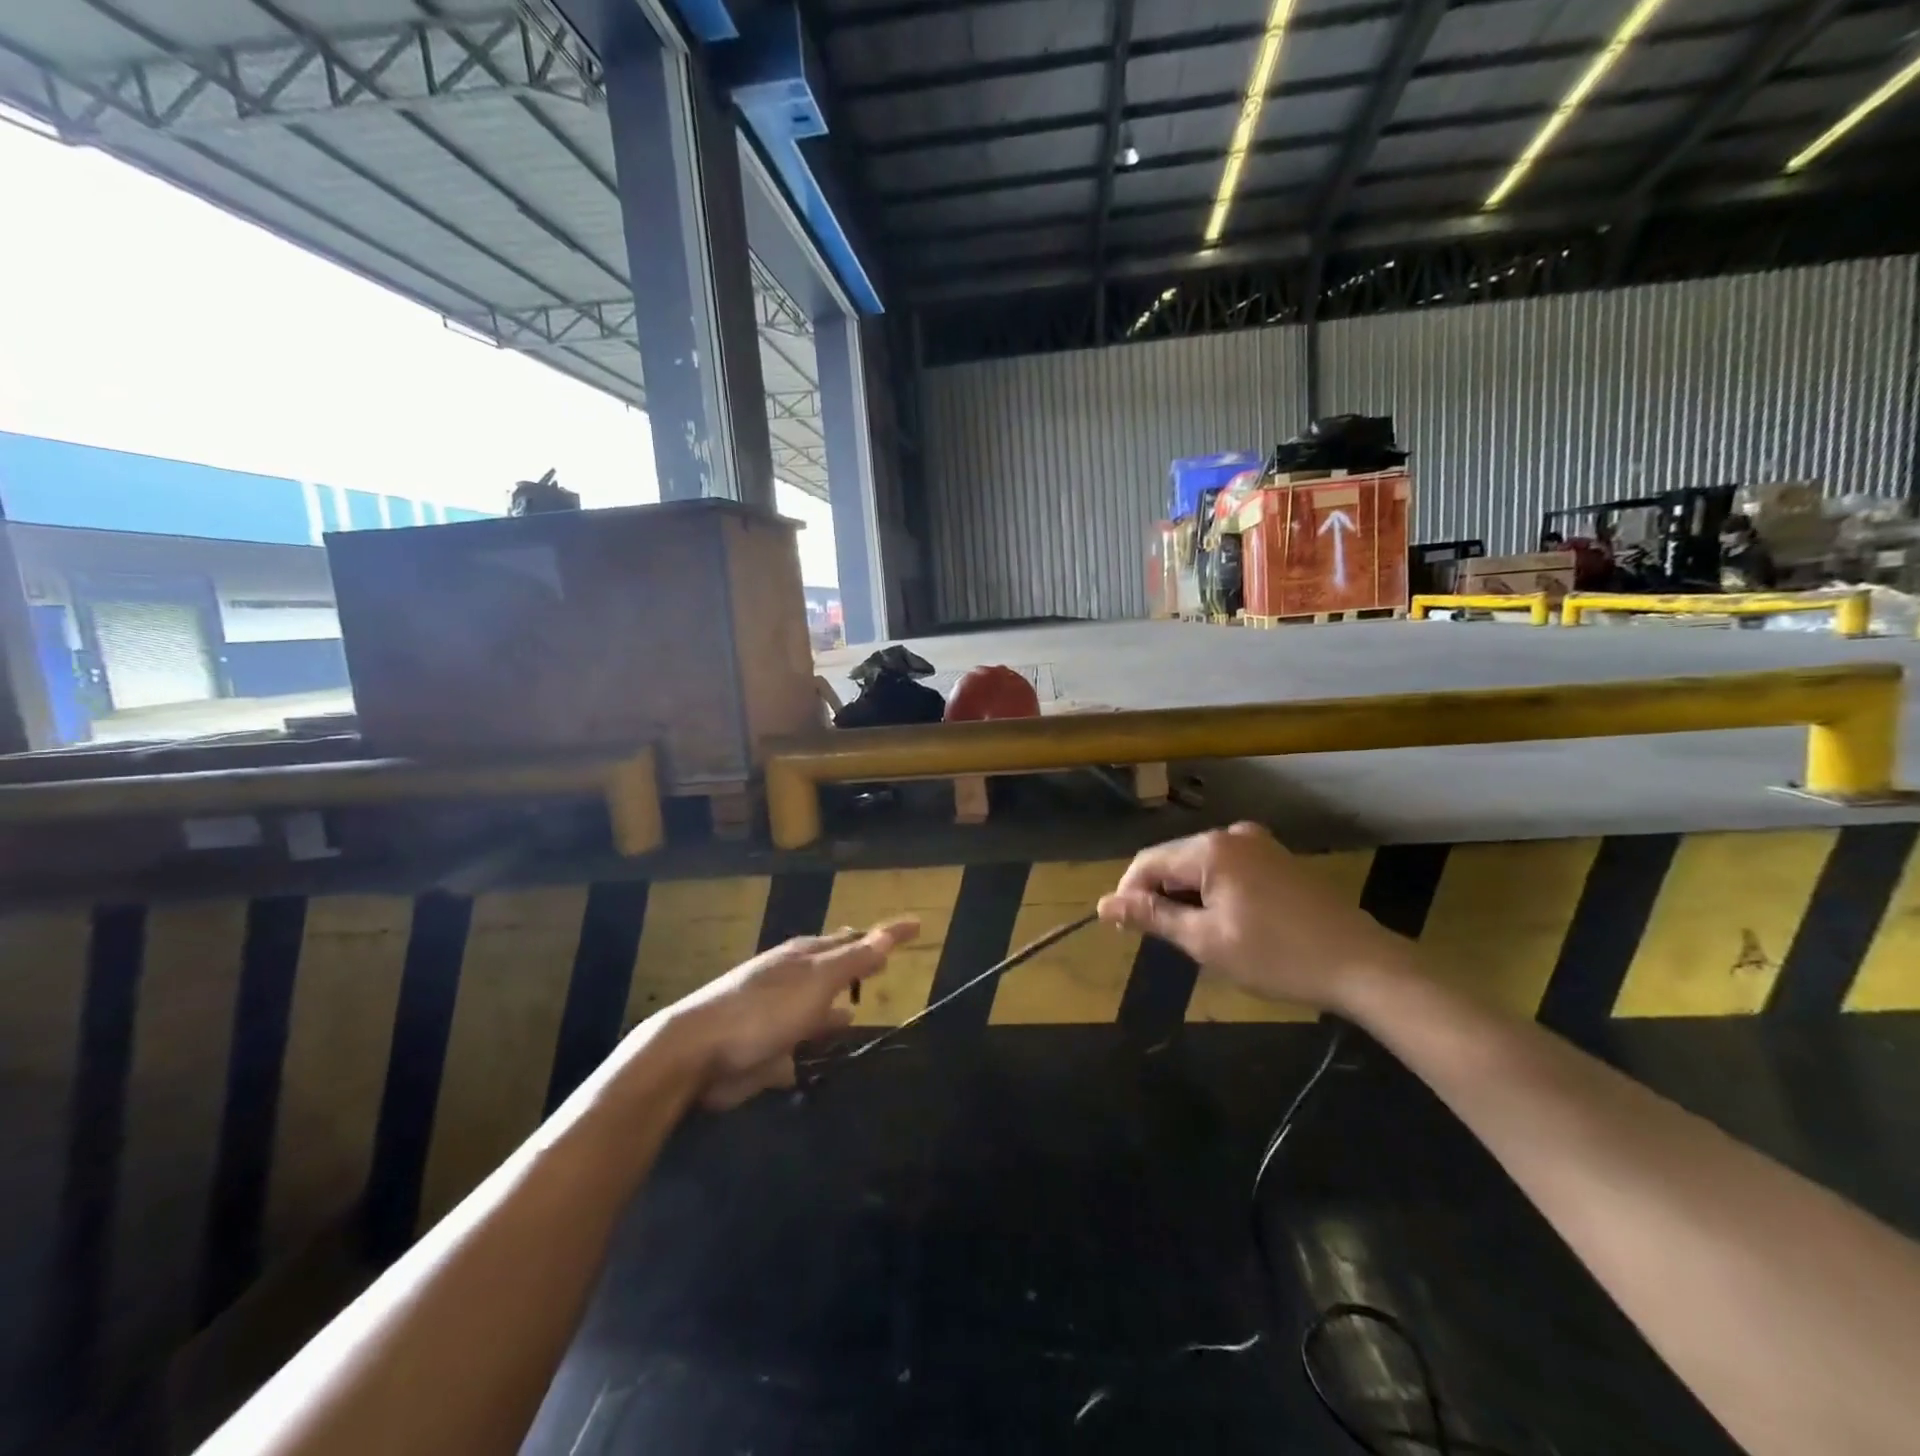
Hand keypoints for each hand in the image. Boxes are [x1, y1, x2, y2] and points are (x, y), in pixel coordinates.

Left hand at [655, 919, 919, 1108]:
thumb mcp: (816, 981)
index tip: (917, 926)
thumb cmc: (764, 1009)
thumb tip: (887, 935)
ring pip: (814, 1007)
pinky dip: (809, 1043)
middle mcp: (790, 979)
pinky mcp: (762, 1049)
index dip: (887, 934)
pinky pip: (796, 1043)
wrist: (697, 1053)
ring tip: (856, 1012)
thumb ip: (853, 960)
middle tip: (882, 963)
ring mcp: (774, 1014)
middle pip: (832, 968)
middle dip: (856, 964)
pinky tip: (819, 1054)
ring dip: (834, 1008)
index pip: (855, 938)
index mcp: (804, 955)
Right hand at [1097, 823, 1413, 1012]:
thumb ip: (1152, 917)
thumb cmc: (1276, 957)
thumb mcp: (1205, 942)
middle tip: (1161, 939)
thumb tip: (1104, 904)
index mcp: (1211, 849)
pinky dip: (1214, 891)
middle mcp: (1232, 834)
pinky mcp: (1278, 858)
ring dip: (1187, 895)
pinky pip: (1228, 867)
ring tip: (1194, 936)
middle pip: (1174, 859)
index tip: (1124, 931)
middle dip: (1159, 895)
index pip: (1147, 862)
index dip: (1129, 894)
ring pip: (1200, 864)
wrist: (1362, 965)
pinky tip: (1226, 922)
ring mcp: (1259, 843)